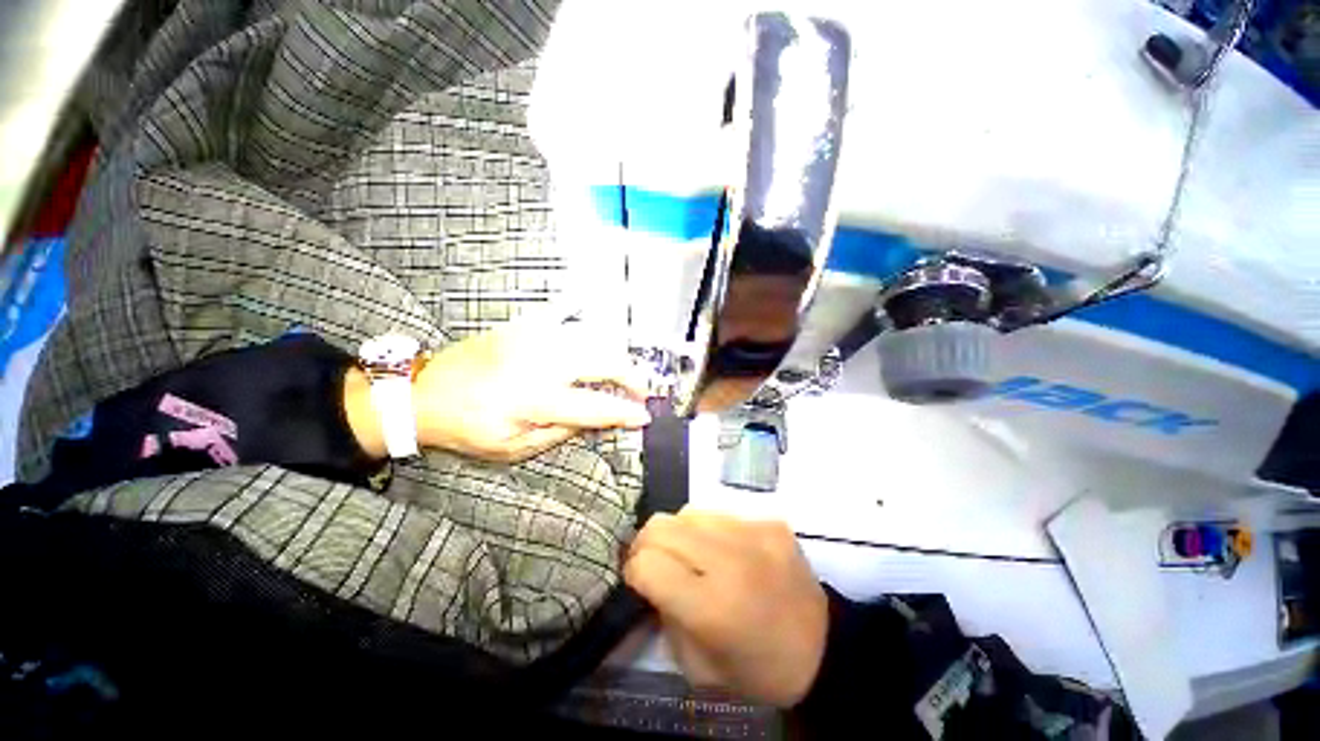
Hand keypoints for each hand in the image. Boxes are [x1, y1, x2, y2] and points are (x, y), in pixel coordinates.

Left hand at [411, 320, 650, 461]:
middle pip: (601, 362)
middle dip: (630, 376)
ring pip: (590, 339)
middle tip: (641, 390)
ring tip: (622, 372)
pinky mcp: (521, 327)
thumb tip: (595, 421)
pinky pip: (562, 317)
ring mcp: (531, 339)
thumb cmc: (466, 427)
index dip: (624, 412)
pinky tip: (591, 328)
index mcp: (534, 400)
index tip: (643, 415)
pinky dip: (583, 322)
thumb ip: (559, 433)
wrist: (424, 393)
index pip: (595, 406)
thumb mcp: (513, 448)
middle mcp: (538, 363)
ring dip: (613, 356)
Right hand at [623, 509, 827, 707]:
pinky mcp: (770, 522)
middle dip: (646, 543)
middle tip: (653, 560)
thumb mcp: (697, 666)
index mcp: (711, 607)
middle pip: (662, 527)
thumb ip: (664, 615)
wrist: (824, 647)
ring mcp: (754, 533)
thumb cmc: (757, 668)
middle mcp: (731, 560)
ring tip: (690, 554)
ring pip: (688, 512)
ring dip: (679, 533)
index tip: (638, 578)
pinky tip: (723, 551)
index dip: (634, 570)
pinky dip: (710, 530)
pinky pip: (720, 513)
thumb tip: (648, 574)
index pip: (648, 564)